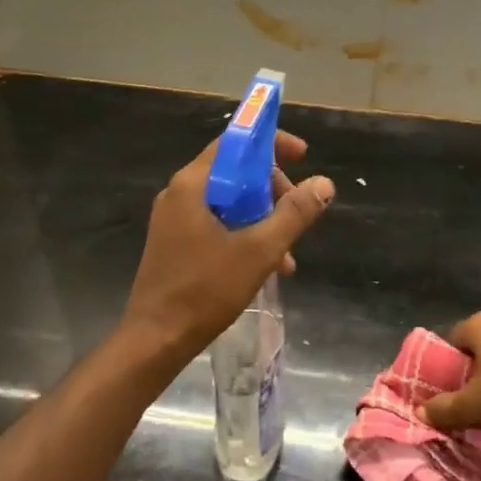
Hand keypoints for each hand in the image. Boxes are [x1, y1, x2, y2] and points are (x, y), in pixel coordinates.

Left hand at [121, 130, 334, 361]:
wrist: (157, 338)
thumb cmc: (205, 290)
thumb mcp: (259, 251)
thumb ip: (293, 214)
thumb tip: (323, 183)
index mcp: (192, 185)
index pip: (234, 142)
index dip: (271, 143)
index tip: (303, 156)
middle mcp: (179, 194)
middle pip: (234, 172)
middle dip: (272, 191)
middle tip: (298, 215)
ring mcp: (174, 220)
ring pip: (229, 203)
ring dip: (263, 220)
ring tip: (288, 255)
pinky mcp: (175, 244)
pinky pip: (217, 225)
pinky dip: (244, 235)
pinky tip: (266, 267)